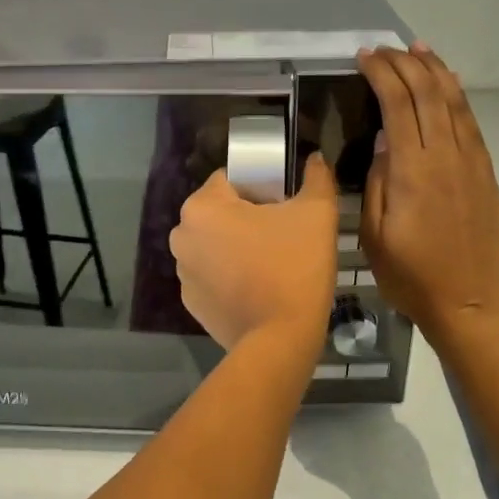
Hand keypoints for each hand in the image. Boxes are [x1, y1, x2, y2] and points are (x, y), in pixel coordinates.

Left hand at [171, 154, 338, 354]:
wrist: (280, 339)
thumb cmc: (295, 267)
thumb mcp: (317, 213)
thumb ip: (316, 178)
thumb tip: (315, 159)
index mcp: (203, 206)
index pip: (230, 179)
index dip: (260, 187)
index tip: (284, 206)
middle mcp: (182, 235)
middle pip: (219, 212)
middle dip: (246, 218)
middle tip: (282, 235)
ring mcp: (182, 272)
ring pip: (214, 245)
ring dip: (236, 247)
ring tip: (271, 265)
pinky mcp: (191, 303)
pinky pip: (212, 276)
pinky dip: (229, 276)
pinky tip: (257, 288)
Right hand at [356, 44, 498, 342]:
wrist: (470, 304)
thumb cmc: (412, 276)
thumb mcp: (376, 236)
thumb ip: (378, 182)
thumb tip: (384, 141)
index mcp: (413, 171)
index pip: (398, 104)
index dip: (381, 74)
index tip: (364, 58)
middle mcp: (447, 156)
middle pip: (429, 93)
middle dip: (406, 63)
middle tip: (384, 49)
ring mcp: (472, 163)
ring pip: (455, 102)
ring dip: (436, 70)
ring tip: (419, 50)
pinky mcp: (487, 175)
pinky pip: (471, 123)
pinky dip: (457, 97)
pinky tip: (449, 87)